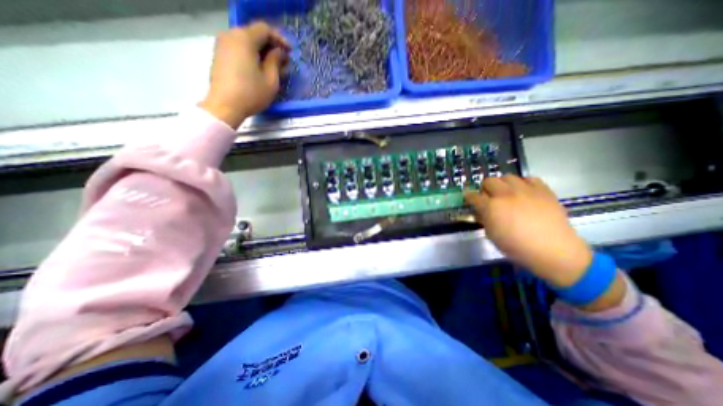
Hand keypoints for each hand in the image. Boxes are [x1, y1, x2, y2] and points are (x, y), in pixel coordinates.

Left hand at [199, 21, 290, 128]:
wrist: (225, 106)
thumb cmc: (251, 94)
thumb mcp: (271, 80)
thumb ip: (276, 62)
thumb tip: (278, 53)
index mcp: (244, 39)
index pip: (265, 29)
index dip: (280, 39)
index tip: (290, 52)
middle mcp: (231, 36)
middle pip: (254, 34)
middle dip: (271, 46)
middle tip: (283, 61)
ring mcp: (223, 45)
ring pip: (247, 42)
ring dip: (262, 52)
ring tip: (274, 67)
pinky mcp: (220, 55)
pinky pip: (239, 49)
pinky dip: (252, 55)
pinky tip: (260, 68)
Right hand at [464, 174, 593, 288]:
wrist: (553, 250)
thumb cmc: (516, 247)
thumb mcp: (492, 235)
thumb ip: (484, 219)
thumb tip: (480, 211)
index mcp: (491, 207)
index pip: (473, 196)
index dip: (469, 197)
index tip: (470, 199)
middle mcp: (506, 194)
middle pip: (489, 181)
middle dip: (486, 188)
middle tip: (489, 197)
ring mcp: (525, 190)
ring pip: (507, 177)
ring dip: (503, 184)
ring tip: (507, 194)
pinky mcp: (543, 190)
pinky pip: (529, 179)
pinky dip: (523, 184)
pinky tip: (524, 193)